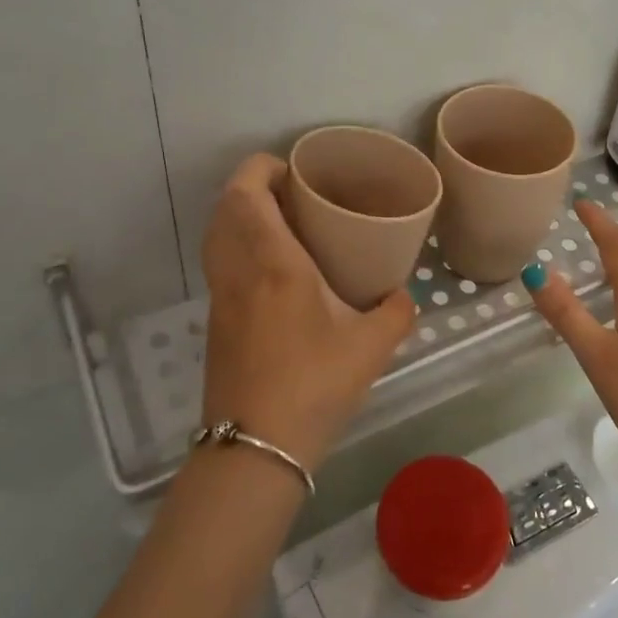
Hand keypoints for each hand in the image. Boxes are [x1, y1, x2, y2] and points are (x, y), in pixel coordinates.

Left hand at [200, 154, 416, 471]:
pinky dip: (236, 246)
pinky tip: (270, 270)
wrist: (255, 449)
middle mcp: (238, 271)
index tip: (290, 168)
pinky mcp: (215, 323)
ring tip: (279, 223)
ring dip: (239, 216)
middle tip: (288, 191)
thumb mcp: (371, 347)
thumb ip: (396, 312)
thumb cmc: (313, 385)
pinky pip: (219, 264)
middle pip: (224, 208)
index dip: (260, 168)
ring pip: (217, 236)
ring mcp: (221, 298)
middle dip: (250, 187)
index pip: (248, 194)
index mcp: (274, 263)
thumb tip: (402, 296)